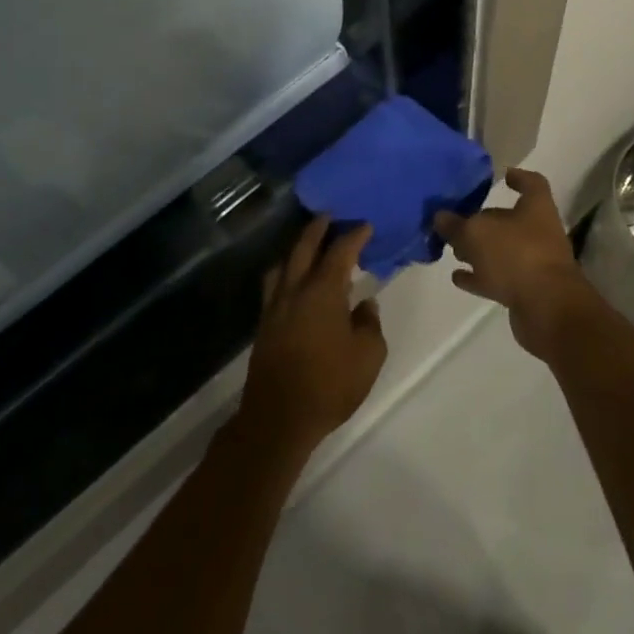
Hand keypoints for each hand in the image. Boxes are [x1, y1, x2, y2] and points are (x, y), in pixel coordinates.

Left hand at [239, 217, 387, 453]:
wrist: (279, 417)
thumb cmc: (330, 384)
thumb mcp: (368, 356)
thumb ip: (370, 324)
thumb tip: (365, 304)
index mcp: (323, 291)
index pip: (340, 252)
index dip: (354, 236)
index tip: (365, 225)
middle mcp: (295, 290)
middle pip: (304, 248)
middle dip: (318, 229)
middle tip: (329, 216)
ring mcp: (275, 306)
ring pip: (283, 265)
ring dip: (297, 249)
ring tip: (308, 246)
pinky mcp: (264, 324)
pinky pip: (273, 285)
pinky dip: (285, 273)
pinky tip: (292, 282)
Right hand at [434, 168, 596, 359]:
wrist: (547, 310)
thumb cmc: (516, 255)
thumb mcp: (476, 233)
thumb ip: (456, 224)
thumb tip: (441, 217)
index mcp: (535, 208)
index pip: (532, 184)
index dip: (518, 178)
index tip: (502, 175)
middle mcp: (538, 232)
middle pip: (510, 220)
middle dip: (485, 220)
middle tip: (457, 220)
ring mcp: (533, 264)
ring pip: (502, 251)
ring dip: (480, 251)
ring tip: (453, 250)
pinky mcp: (526, 291)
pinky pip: (498, 279)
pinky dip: (479, 277)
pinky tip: (457, 277)